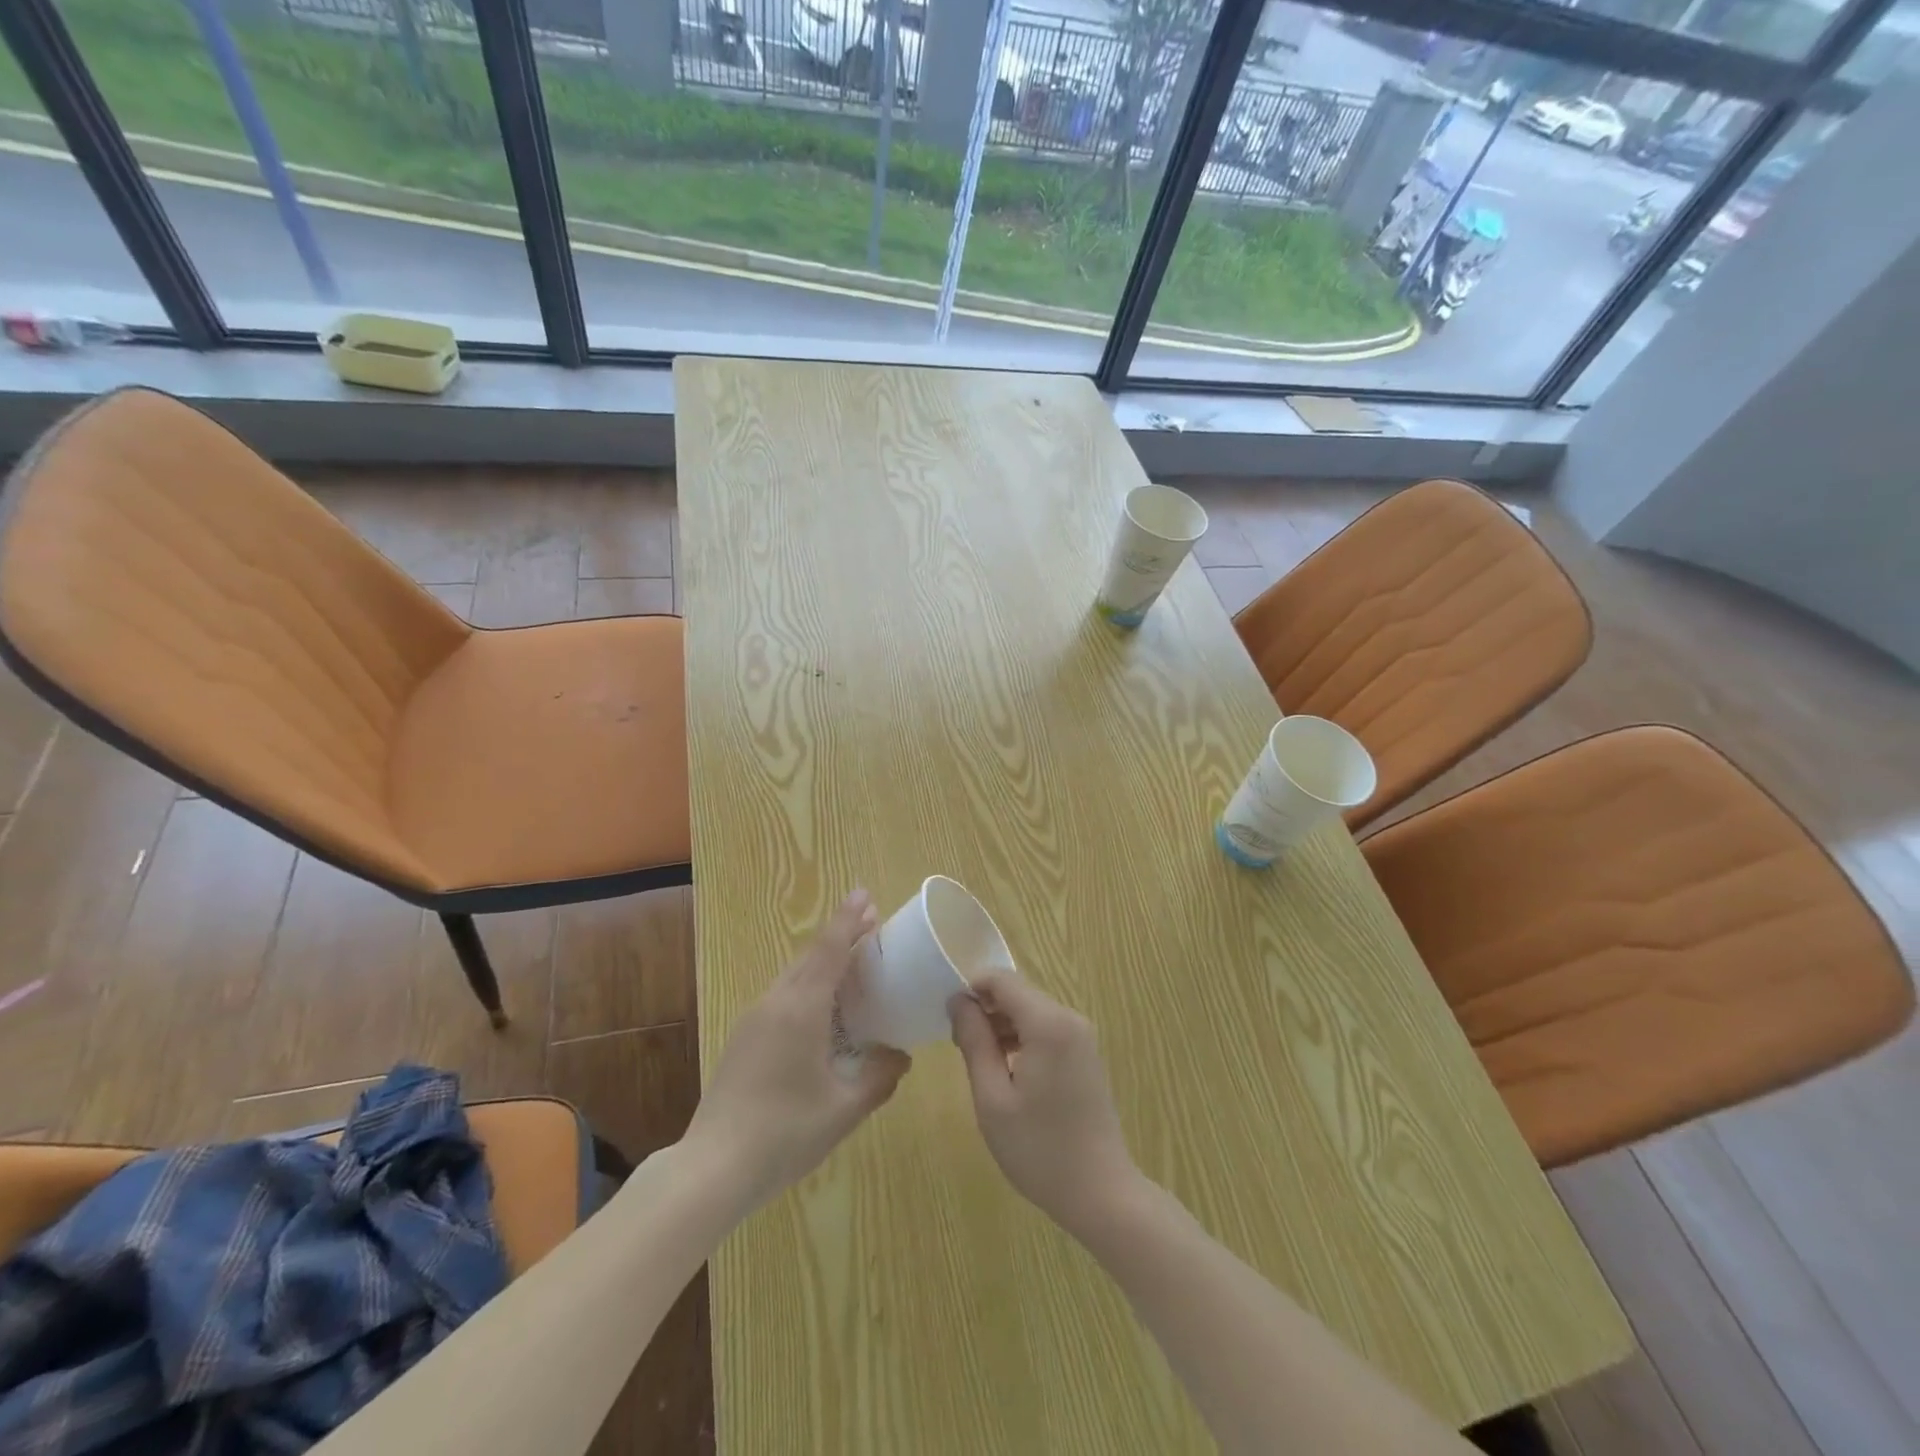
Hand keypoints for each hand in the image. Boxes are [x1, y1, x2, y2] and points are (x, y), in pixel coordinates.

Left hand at [685, 890, 910, 1213]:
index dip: (849, 919)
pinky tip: (822, 1013)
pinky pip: (782, 997)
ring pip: (794, 976)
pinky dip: (808, 988)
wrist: (712, 1169)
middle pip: (811, 957)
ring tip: (853, 966)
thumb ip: (879, 1077)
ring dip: (823, 963)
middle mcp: (775, 1003)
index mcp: (801, 1009)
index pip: (829, 950)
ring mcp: (753, 1020)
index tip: (866, 894)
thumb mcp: (844, 1110)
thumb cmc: (784, 1135)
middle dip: (840, 937)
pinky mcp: (743, 1039)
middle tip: (872, 928)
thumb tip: (901, 1056)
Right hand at [948, 974, 1143, 1238]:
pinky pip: (1046, 1030)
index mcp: (1048, 1023)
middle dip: (985, 1010)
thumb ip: (974, 1041)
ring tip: (981, 1065)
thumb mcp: (992, 1097)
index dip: (971, 989)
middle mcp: (1069, 1018)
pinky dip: (1022, 1039)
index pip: (1002, 980)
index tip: (948, 1019)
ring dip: (1002, 1026)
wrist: (1101, 1193)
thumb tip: (958, 1001)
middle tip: (960, 1048)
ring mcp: (1081, 1036)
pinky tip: (1008, 1074)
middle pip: (1018, 994)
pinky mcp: (1085, 1054)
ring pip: (1031, 1011)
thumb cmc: (1039, 1148)